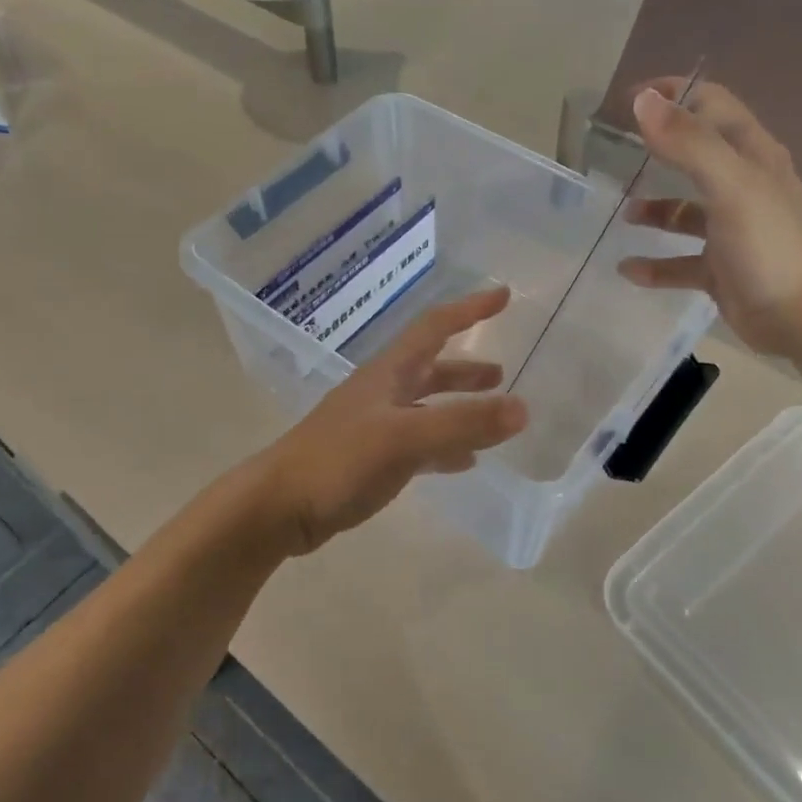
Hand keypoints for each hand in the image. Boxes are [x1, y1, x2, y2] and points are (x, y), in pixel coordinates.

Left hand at [248, 288, 527, 555]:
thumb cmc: (337, 461)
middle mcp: (382, 393)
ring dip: (458, 406)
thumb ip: (461, 424)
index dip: (469, 309)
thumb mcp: (403, 439)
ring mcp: (373, 426)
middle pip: (430, 368)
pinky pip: (417, 444)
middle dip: (466, 368)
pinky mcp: (368, 460)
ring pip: (425, 407)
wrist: (278, 507)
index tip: (503, 295)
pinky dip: (444, 446)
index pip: (434, 327)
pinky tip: (463, 462)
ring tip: (493, 416)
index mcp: (388, 374)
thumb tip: (523, 409)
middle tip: (501, 374)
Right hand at [619, 77, 801, 356]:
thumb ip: (688, 143)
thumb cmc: (767, 244)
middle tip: (617, 150)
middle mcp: (743, 186)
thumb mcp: (729, 186)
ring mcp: (732, 229)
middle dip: (659, 149)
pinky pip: (680, 261)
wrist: (799, 317)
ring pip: (685, 211)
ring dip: (654, 210)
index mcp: (752, 156)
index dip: (674, 94)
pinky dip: (655, 264)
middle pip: (696, 154)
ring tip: (624, 215)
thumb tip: (643, 100)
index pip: (712, 105)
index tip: (630, 99)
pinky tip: (628, 269)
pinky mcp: (721, 268)